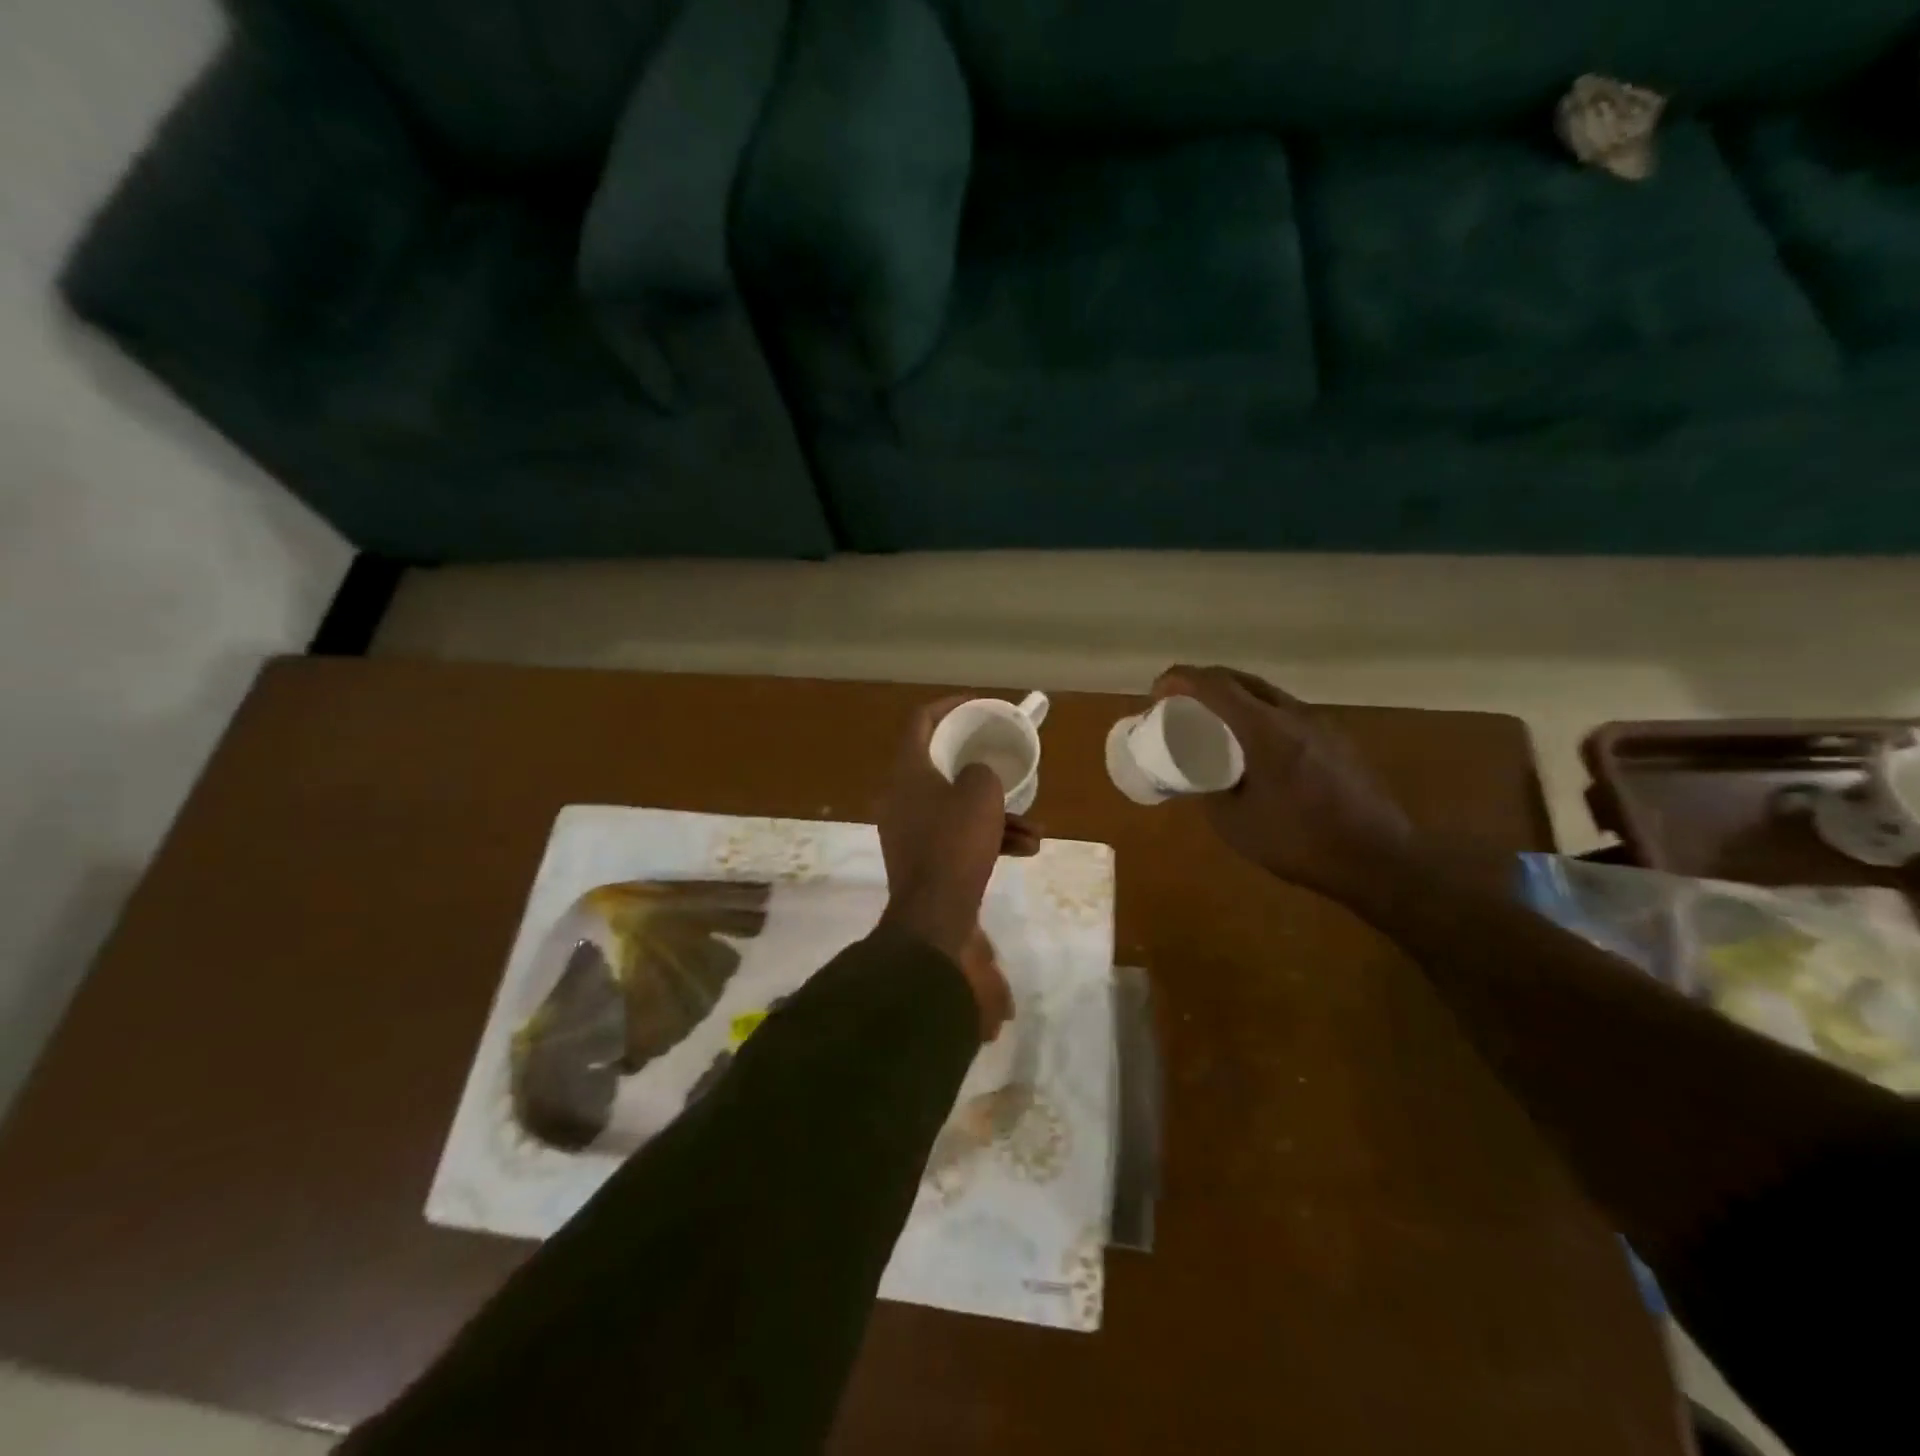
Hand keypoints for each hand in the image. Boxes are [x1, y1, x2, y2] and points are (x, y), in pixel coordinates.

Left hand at [876, 696, 1039, 1031]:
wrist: (935, 916)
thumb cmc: (955, 844)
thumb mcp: (981, 795)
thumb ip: (981, 773)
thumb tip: (976, 779)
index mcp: (907, 771)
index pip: (921, 721)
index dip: (951, 706)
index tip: (979, 705)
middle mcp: (901, 796)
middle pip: (942, 766)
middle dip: (983, 771)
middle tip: (1005, 765)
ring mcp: (909, 829)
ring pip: (956, 806)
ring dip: (996, 814)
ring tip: (1035, 830)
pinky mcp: (922, 858)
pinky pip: (956, 835)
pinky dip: (987, 837)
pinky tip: (1024, 850)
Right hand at [1153, 666, 1414, 907]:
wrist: (1378, 859)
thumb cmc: (1300, 841)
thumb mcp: (1235, 823)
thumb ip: (1210, 791)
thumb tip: (1196, 777)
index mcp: (1265, 730)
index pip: (1215, 686)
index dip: (1180, 680)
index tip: (1157, 691)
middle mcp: (1294, 715)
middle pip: (1241, 680)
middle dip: (1204, 683)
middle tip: (1179, 702)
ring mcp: (1321, 724)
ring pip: (1266, 694)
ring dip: (1233, 698)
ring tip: (1212, 722)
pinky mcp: (1336, 739)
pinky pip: (1286, 713)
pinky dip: (1258, 715)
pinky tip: (1253, 746)